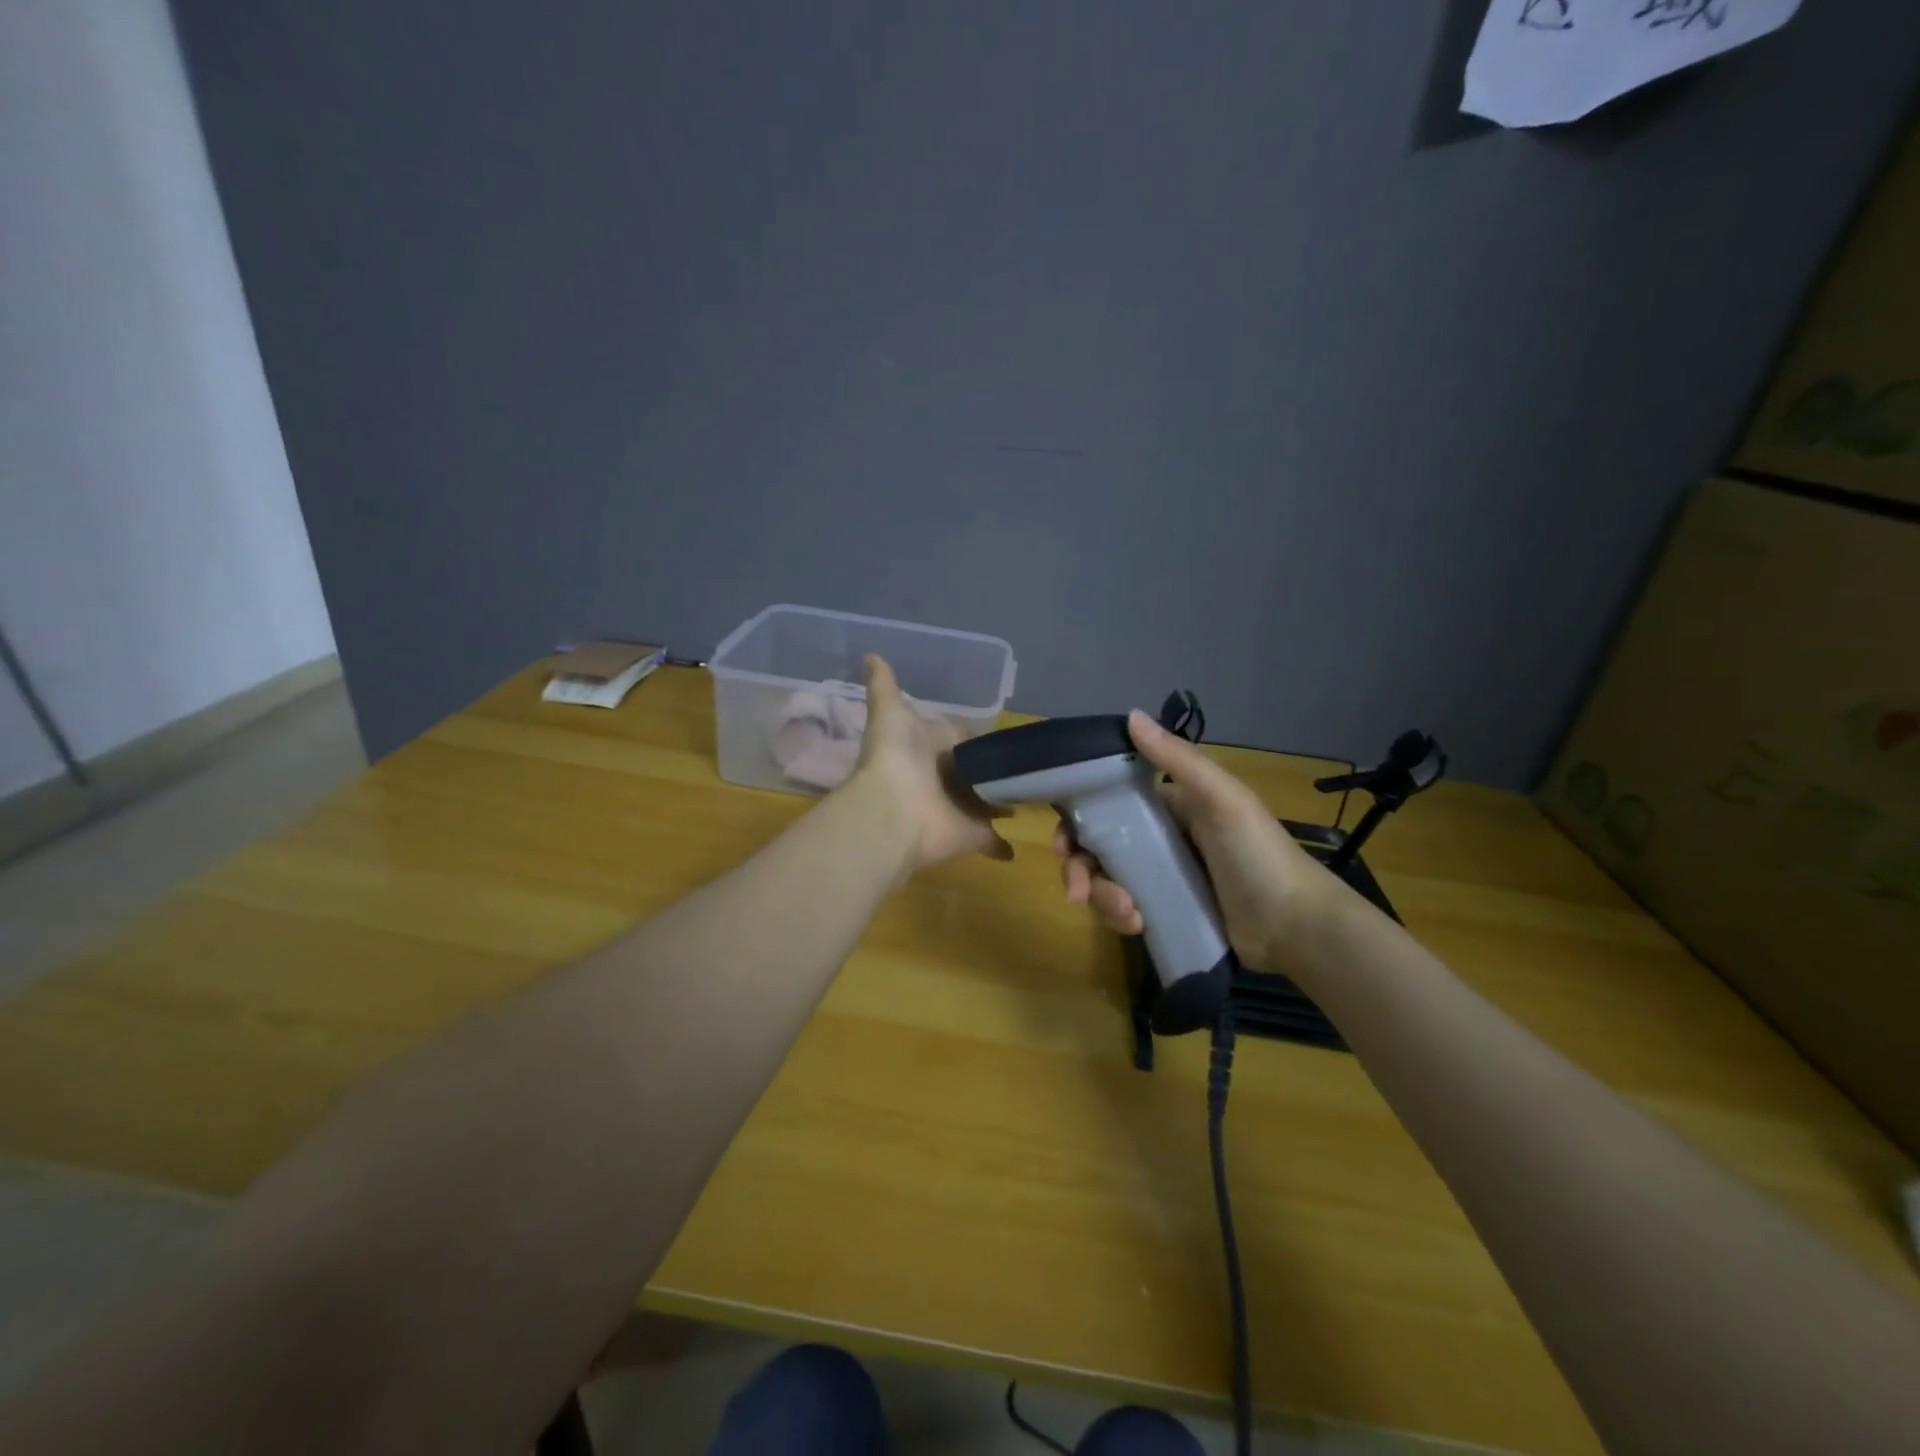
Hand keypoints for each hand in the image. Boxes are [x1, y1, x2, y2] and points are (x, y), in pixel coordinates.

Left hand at [845, 654, 1012, 871]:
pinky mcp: (973, 833)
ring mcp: (961, 806)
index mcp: (931, 747)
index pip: (959, 737)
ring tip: (1035, 792)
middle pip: (976, 770)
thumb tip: (871, 654)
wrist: (892, 813)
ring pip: (987, 801)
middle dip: (993, 769)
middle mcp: (947, 777)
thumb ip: (885, 686)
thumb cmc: (896, 758)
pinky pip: (991, 838)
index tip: (998, 733)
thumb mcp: (890, 712)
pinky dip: (1002, 844)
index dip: (972, 735)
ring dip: (1003, 800)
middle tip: (1028, 763)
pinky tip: (1016, 845)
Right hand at [1054, 711, 1345, 972]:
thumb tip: (1130, 715)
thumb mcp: (1221, 799)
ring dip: (1104, 898)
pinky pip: (1125, 909)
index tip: (1063, 842)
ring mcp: (1160, 877)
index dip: (1077, 818)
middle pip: (1097, 846)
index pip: (1107, 803)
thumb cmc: (1257, 853)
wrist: (1294, 926)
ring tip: (1127, 914)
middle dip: (1080, 868)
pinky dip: (1122, 916)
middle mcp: (1157, 837)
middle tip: (1075, 891)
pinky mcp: (1165, 910)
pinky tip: (1139, 924)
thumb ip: (1176, 759)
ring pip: (1107, 880)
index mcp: (1168, 805)